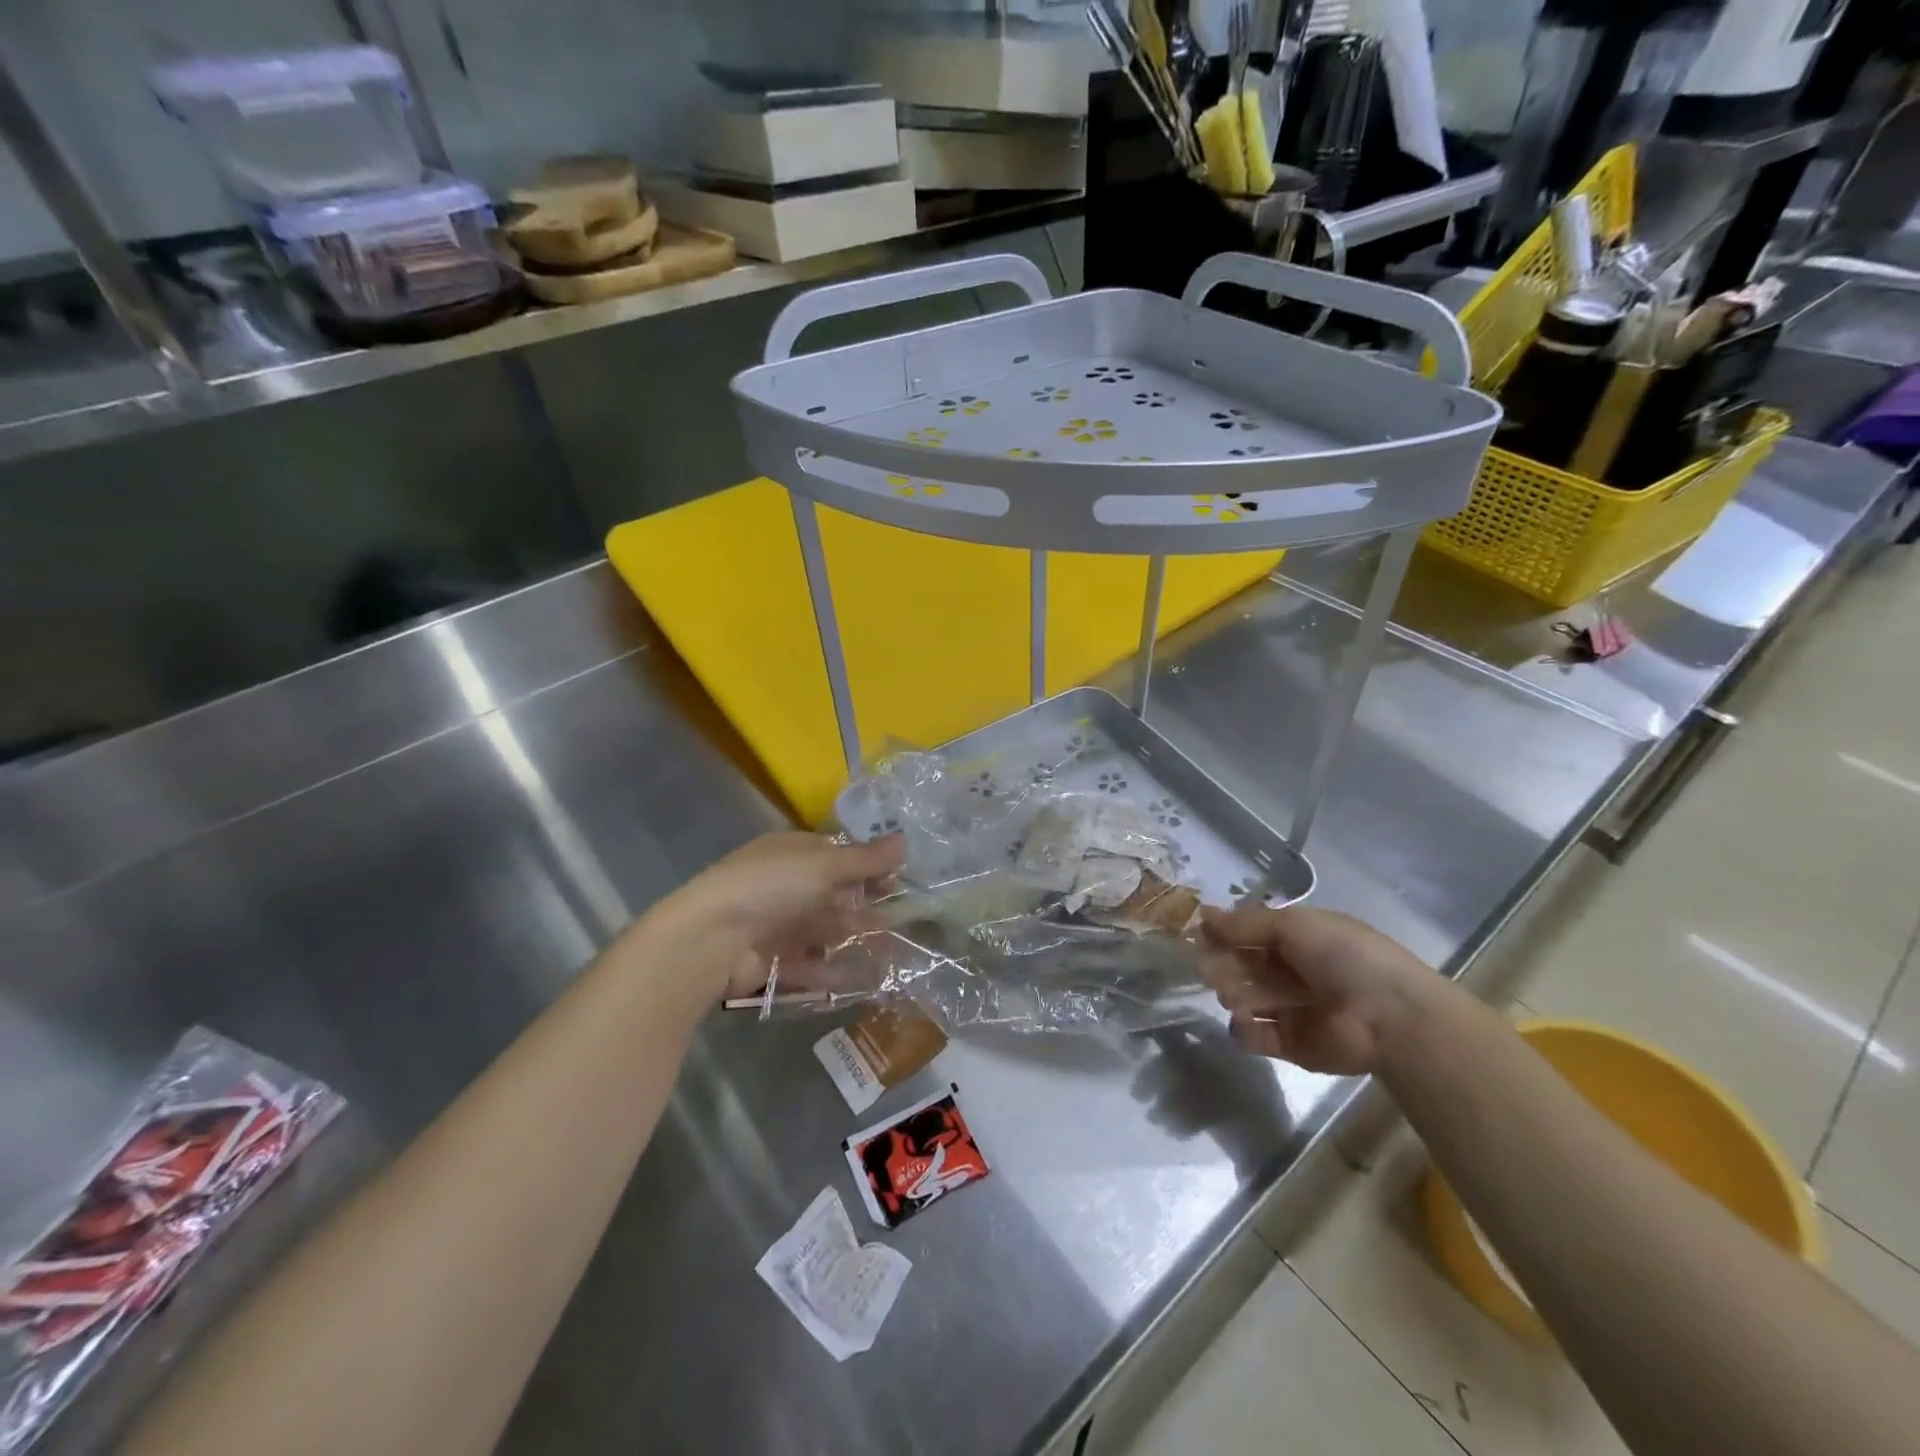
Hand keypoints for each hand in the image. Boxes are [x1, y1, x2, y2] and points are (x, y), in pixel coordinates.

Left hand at [647, 832, 905, 1000]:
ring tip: (893, 950)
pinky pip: (809, 963)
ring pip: (824, 929)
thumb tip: (904, 840)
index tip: (898, 879)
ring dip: (855, 937)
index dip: (868, 865)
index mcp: (792, 852)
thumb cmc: (771, 887)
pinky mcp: (772, 960)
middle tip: (903, 917)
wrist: (711, 939)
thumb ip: (865, 859)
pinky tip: (864, 977)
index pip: (837, 854)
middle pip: (833, 893)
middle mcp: (785, 885)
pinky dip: (834, 969)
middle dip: (866, 904)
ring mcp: (777, 924)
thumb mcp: (824, 865)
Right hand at [1200, 903, 1439, 1075]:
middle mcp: (1293, 973)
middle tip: (1210, 967)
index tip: (1197, 935)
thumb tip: (1201, 915)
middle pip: (1243, 967)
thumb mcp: (1292, 925)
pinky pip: (1256, 1036)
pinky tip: (1245, 1021)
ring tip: (1234, 995)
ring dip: (1232, 993)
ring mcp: (1292, 1010)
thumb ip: (1244, 924)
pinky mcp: (1292, 1046)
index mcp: (1299, 940)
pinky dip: (1245, 1029)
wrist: (1388, 1016)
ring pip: (1245, 999)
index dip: (1224, 934)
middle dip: (1223, 965)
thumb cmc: (1342, 957)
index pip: (1250, 934)